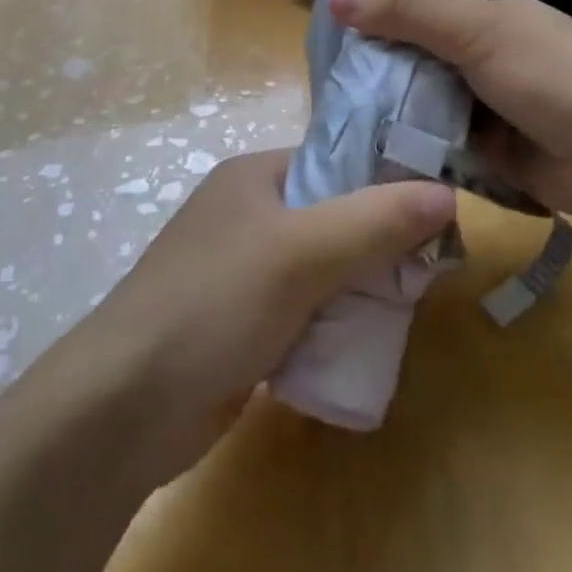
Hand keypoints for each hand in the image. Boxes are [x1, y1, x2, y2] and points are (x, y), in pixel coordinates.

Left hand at [54, 148, 453, 483]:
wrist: (123, 408)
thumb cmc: (214, 303)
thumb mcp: (301, 252)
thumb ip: (376, 221)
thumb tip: (448, 193)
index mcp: (255, 176)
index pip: (337, 162)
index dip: (387, 183)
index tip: (436, 216)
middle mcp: (247, 215)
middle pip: (334, 218)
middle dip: (377, 246)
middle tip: (426, 274)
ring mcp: (242, 273)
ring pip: (322, 270)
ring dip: (358, 291)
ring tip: (403, 312)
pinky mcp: (241, 325)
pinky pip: (304, 313)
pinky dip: (331, 326)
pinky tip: (361, 346)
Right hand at [328, 0, 571, 234]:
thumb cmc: (554, 75)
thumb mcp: (478, 30)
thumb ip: (408, 11)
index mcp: (490, 15)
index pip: (421, 5)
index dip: (378, 11)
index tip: (328, 26)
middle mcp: (486, 55)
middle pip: (417, 56)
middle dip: (376, 66)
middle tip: (321, 79)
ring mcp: (487, 106)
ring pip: (423, 101)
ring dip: (389, 109)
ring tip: (330, 116)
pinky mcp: (488, 153)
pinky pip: (437, 143)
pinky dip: (410, 146)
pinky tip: (365, 151)